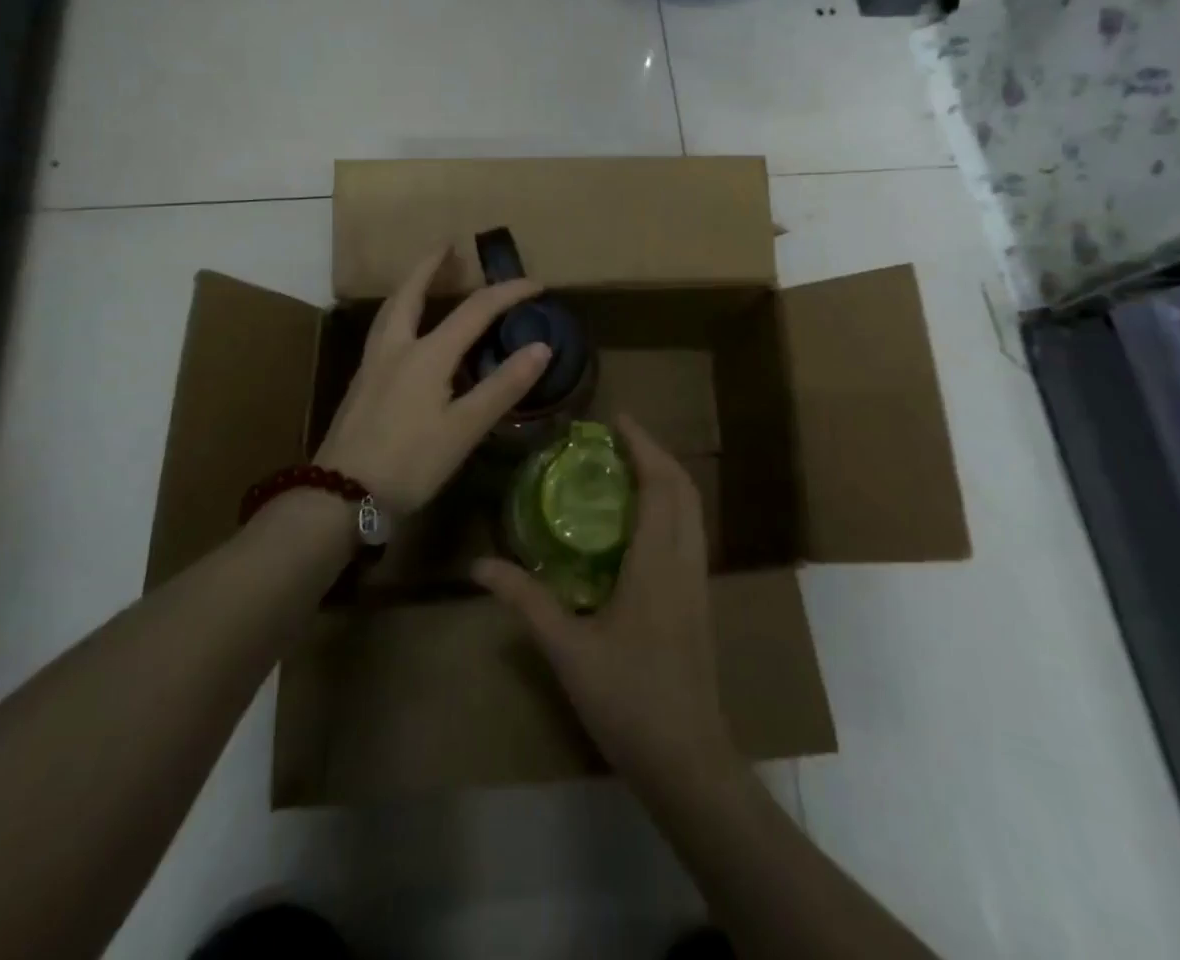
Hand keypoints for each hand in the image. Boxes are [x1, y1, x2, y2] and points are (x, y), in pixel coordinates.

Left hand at [315, 248, 550, 513]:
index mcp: (427, 354)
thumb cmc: (409, 463)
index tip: (536, 284)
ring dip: (409, 286)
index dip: (507, 293)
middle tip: (447, 246)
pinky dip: (398, 314)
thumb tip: (541, 348)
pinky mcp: (360, 384)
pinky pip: (382, 331)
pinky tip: (404, 333)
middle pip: (411, 293)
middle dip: (430, 266)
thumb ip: (503, 386)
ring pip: (390, 310)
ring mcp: (372, 365)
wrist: (340, 497)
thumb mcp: (465, 428)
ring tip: (422, 277)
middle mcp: (396, 348)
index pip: (475, 309)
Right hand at [474, 417, 741, 798]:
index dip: (643, 445)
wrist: (687, 760)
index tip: (617, 419)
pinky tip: (641, 520)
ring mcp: (698, 580)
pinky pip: (690, 532)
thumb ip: (526, 600)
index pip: (661, 484)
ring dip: (666, 478)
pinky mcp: (699, 599)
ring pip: (692, 510)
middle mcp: (685, 560)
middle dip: (655, 453)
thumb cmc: (627, 699)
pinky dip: (671, 506)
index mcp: (657, 562)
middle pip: (684, 488)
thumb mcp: (567, 649)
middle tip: (617, 438)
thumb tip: (479, 565)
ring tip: (628, 467)